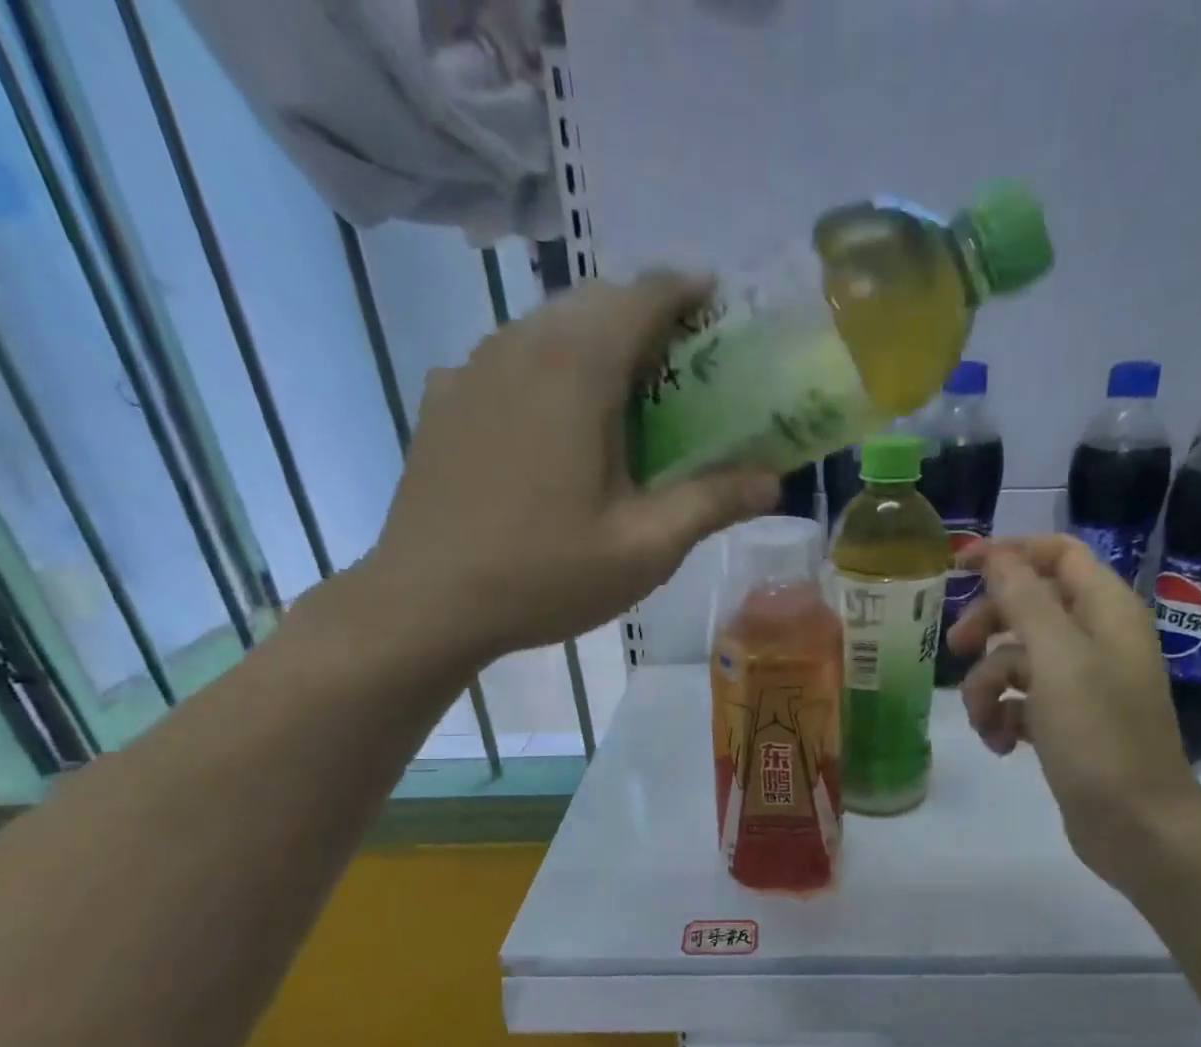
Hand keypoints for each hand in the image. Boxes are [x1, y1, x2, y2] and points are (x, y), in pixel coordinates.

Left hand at [364, 271, 776, 664]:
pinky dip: (546, 368)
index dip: (686, 290)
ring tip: (623, 392)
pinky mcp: (444, 399)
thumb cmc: (545, 574)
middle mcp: (519, 346)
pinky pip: (507, 359)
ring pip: (546, 326)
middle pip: (592, 302)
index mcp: (576, 369)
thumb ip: (712, 503)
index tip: (716, 303)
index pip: (641, 295)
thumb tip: (773, 481)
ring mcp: (472, 369)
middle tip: (680, 363)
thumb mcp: (645, 548)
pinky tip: (554, 422)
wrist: (427, 602)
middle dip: (643, 316)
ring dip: (593, 341)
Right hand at [946, 536, 1200, 886]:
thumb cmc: (1099, 735)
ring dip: (989, 687)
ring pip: (1016, 660)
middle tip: (956, 649)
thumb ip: (1024, 600)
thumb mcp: (1057, 659)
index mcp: (1106, 610)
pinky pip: (1021, 702)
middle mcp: (1096, 639)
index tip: (959, 567)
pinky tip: (1002, 746)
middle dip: (988, 627)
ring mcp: (1082, 684)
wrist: (1136, 825)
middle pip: (1028, 607)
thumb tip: (996, 554)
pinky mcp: (1067, 723)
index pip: (1058, 554)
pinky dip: (1004, 718)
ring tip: (985, 723)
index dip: (1010, 553)